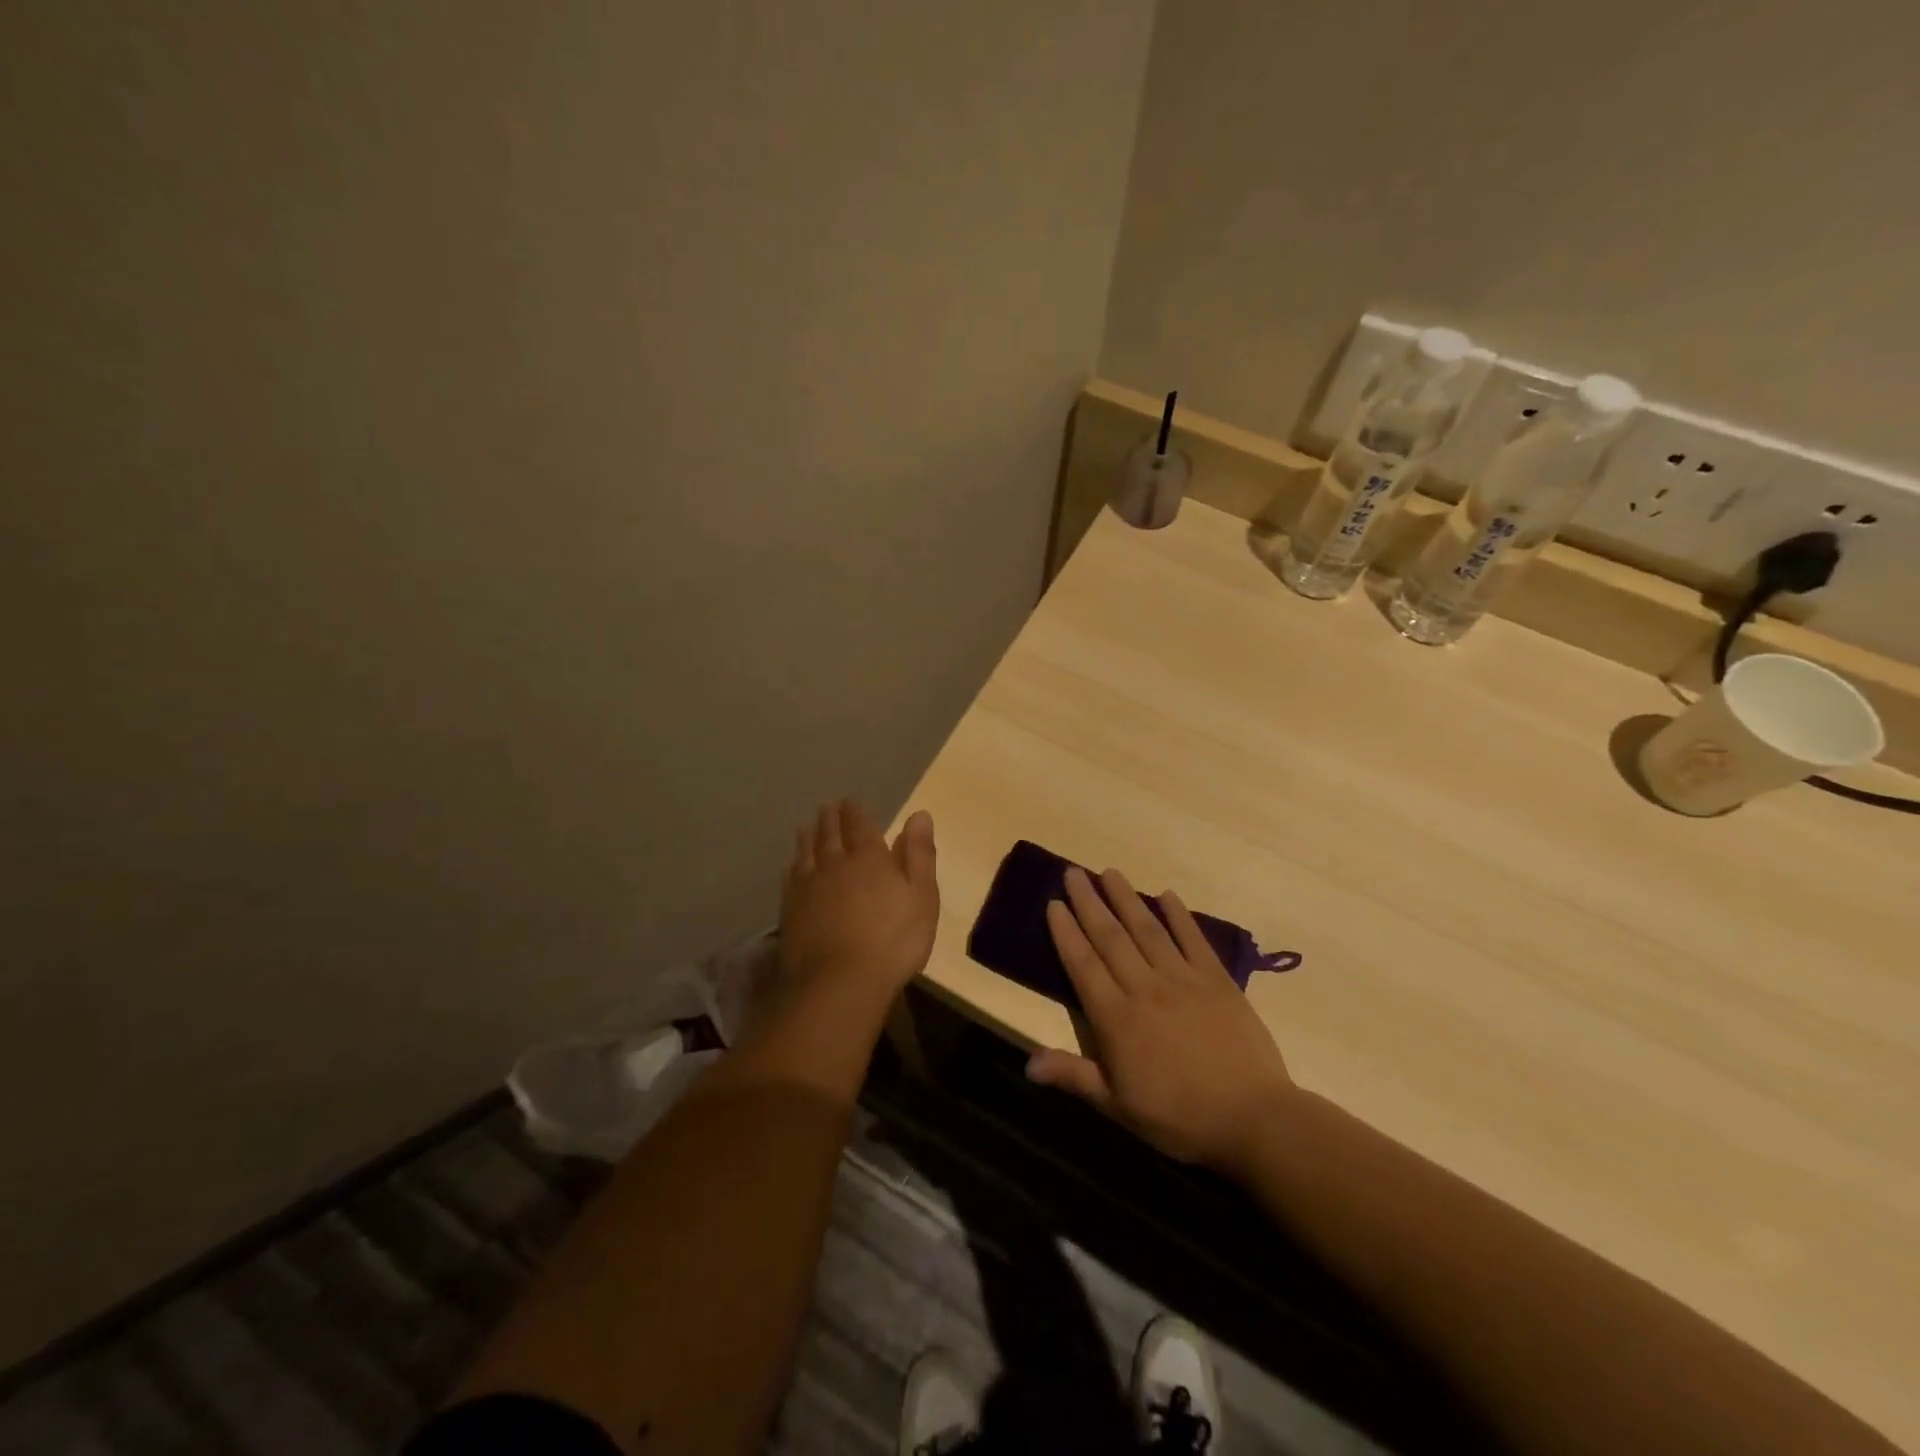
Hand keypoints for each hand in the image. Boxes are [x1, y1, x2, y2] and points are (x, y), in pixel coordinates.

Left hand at [779, 801, 938, 1001]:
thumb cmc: (893, 940)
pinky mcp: (791, 909)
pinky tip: (791, 864)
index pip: (860, 825)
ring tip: (805, 825)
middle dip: (830, 818)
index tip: (849, 801)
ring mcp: (809, 886)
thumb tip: (920, 815)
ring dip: (807, 836)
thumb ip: (919, 854)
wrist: (840, 981)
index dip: (855, 812)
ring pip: (806, 852)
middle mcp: (836, 863)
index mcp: (870, 857)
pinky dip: (792, 865)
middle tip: (826, 806)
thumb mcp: (922, 896)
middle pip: (830, 834)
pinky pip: (790, 877)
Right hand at [1027, 866, 1294, 1171]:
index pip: (1083, 965)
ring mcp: (1183, 979)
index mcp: (1116, 1018)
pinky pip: (1193, 940)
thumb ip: (1074, 1076)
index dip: (1066, 932)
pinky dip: (1179, 916)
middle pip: (1110, 937)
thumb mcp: (1118, 1106)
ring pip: (1147, 930)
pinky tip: (1167, 895)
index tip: (1054, 903)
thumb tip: (1028, 1063)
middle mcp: (1144, 988)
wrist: (1253, 1119)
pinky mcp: (1217, 980)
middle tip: (1073, 873)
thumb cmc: (1178, 1117)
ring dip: (1126, 898)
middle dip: (1089, 903)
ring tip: (1110, 872)